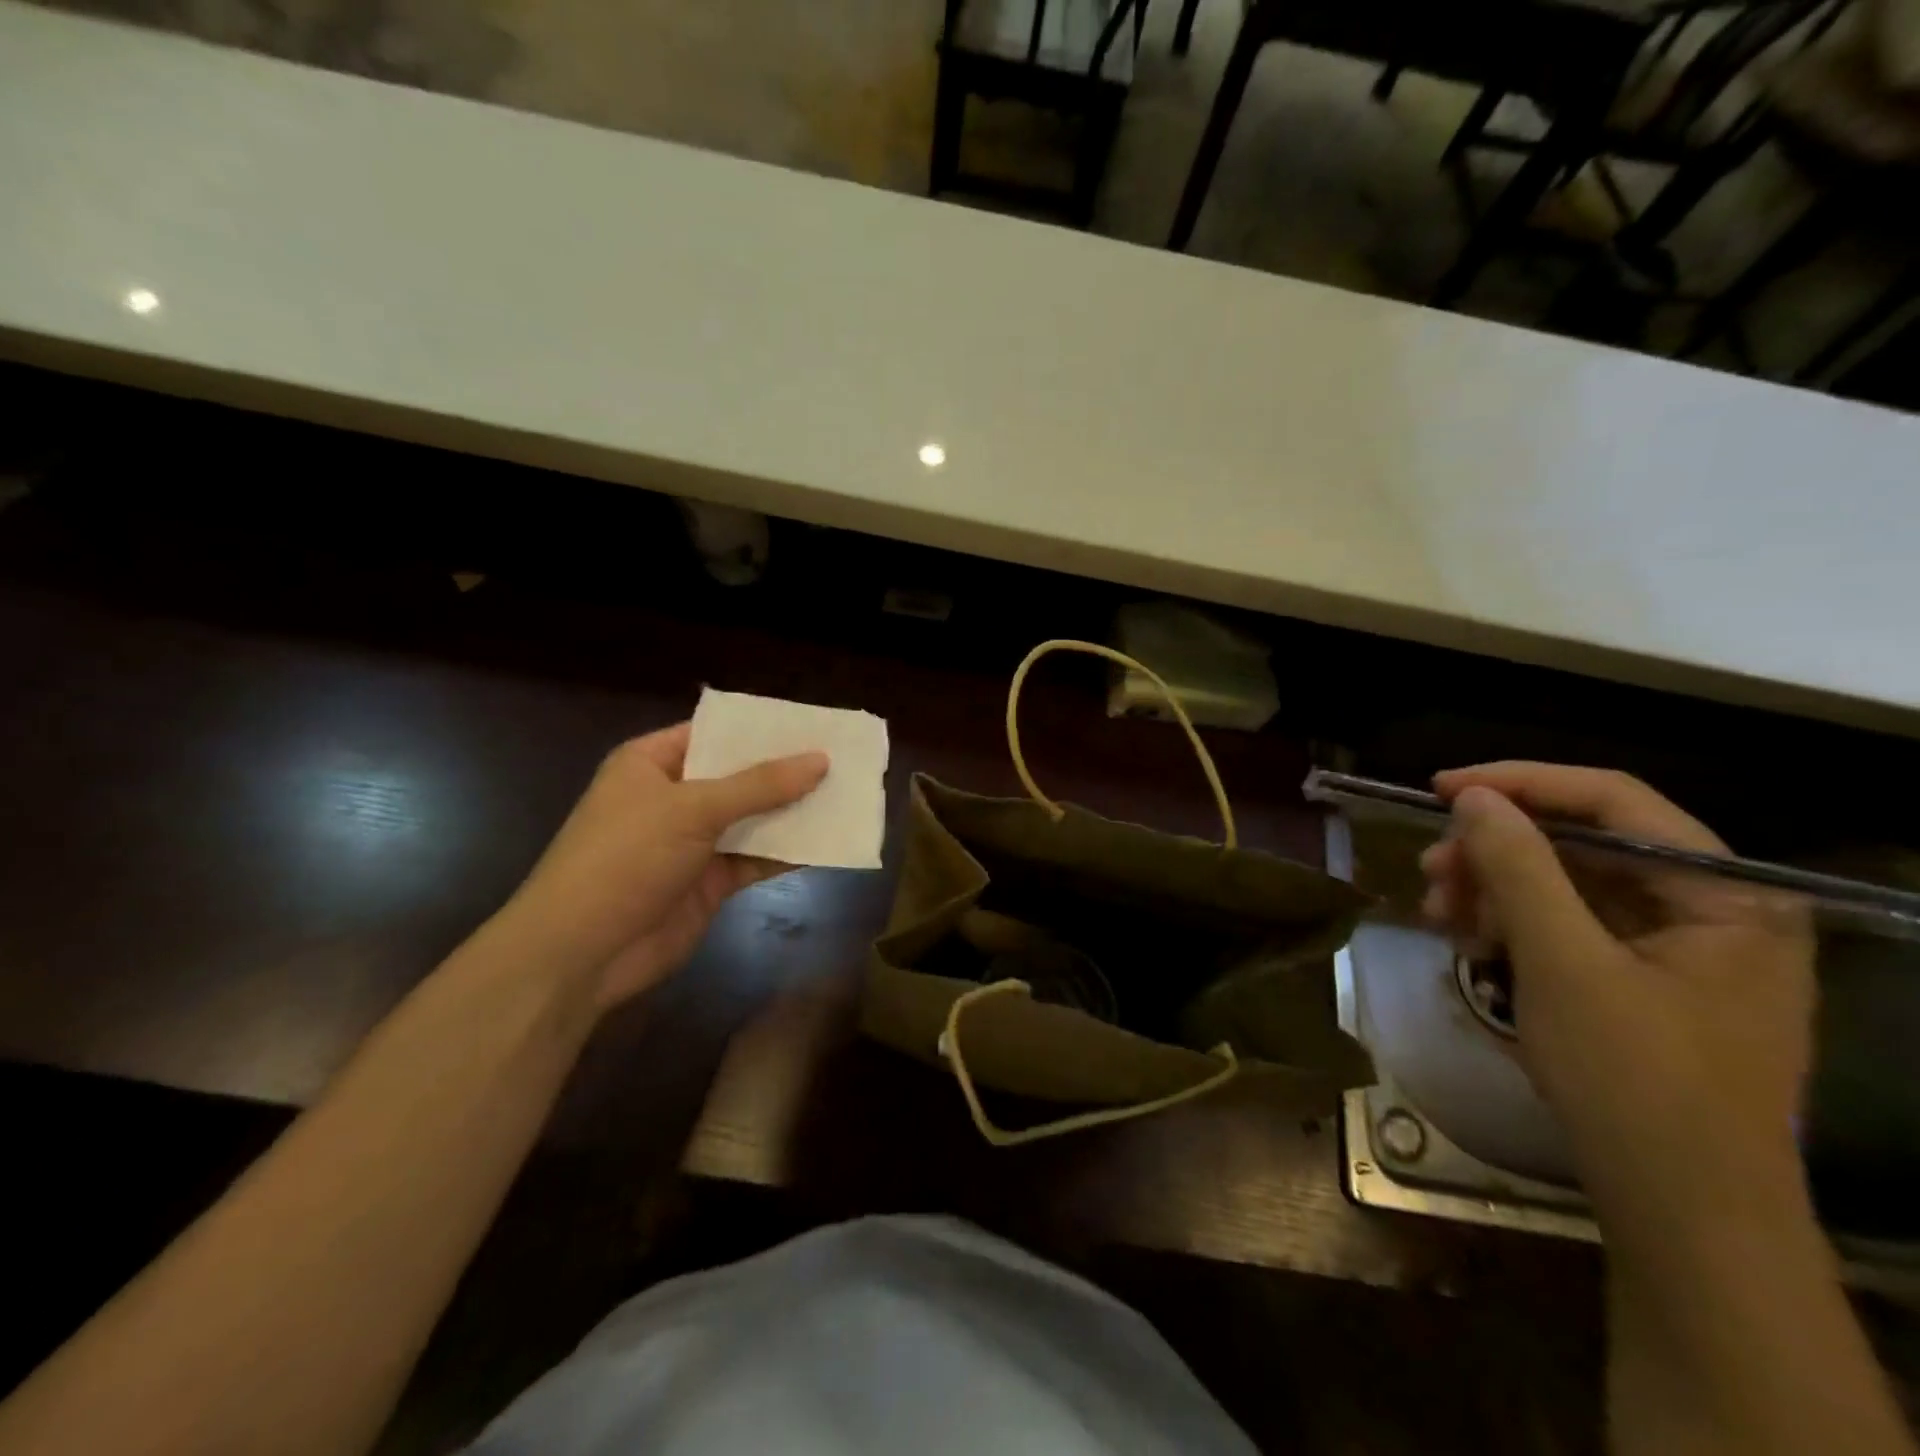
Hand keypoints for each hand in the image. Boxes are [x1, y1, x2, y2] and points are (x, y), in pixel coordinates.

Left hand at [500, 723, 827, 1008]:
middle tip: (844, 758)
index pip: (715, 733)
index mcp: (652, 763)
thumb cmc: (625, 858)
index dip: (762, 730)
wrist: (583, 953)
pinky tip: (829, 841)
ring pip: (753, 818)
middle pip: (739, 776)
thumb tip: (821, 760)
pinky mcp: (710, 881)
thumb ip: (759, 785)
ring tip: (848, 794)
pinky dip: (788, 852)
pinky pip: (757, 858)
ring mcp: (693, 842)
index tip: (814, 724)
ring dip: (793, 812)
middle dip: (787, 771)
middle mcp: (674, 797)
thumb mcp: (692, 809)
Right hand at [1419, 762, 1815, 1218]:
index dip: (1521, 783)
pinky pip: (1569, 928)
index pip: (1615, 800)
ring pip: (1568, 885)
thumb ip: (1518, 867)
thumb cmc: (1635, 1081)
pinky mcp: (1646, 982)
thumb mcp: (1563, 963)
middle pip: (1585, 844)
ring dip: (1495, 890)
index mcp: (1728, 894)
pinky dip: (1514, 927)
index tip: (1440, 789)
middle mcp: (1714, 909)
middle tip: (1429, 869)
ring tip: (1438, 913)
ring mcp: (1681, 949)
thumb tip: (1472, 797)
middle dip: (1497, 852)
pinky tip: (1470, 944)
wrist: (1681, 1213)